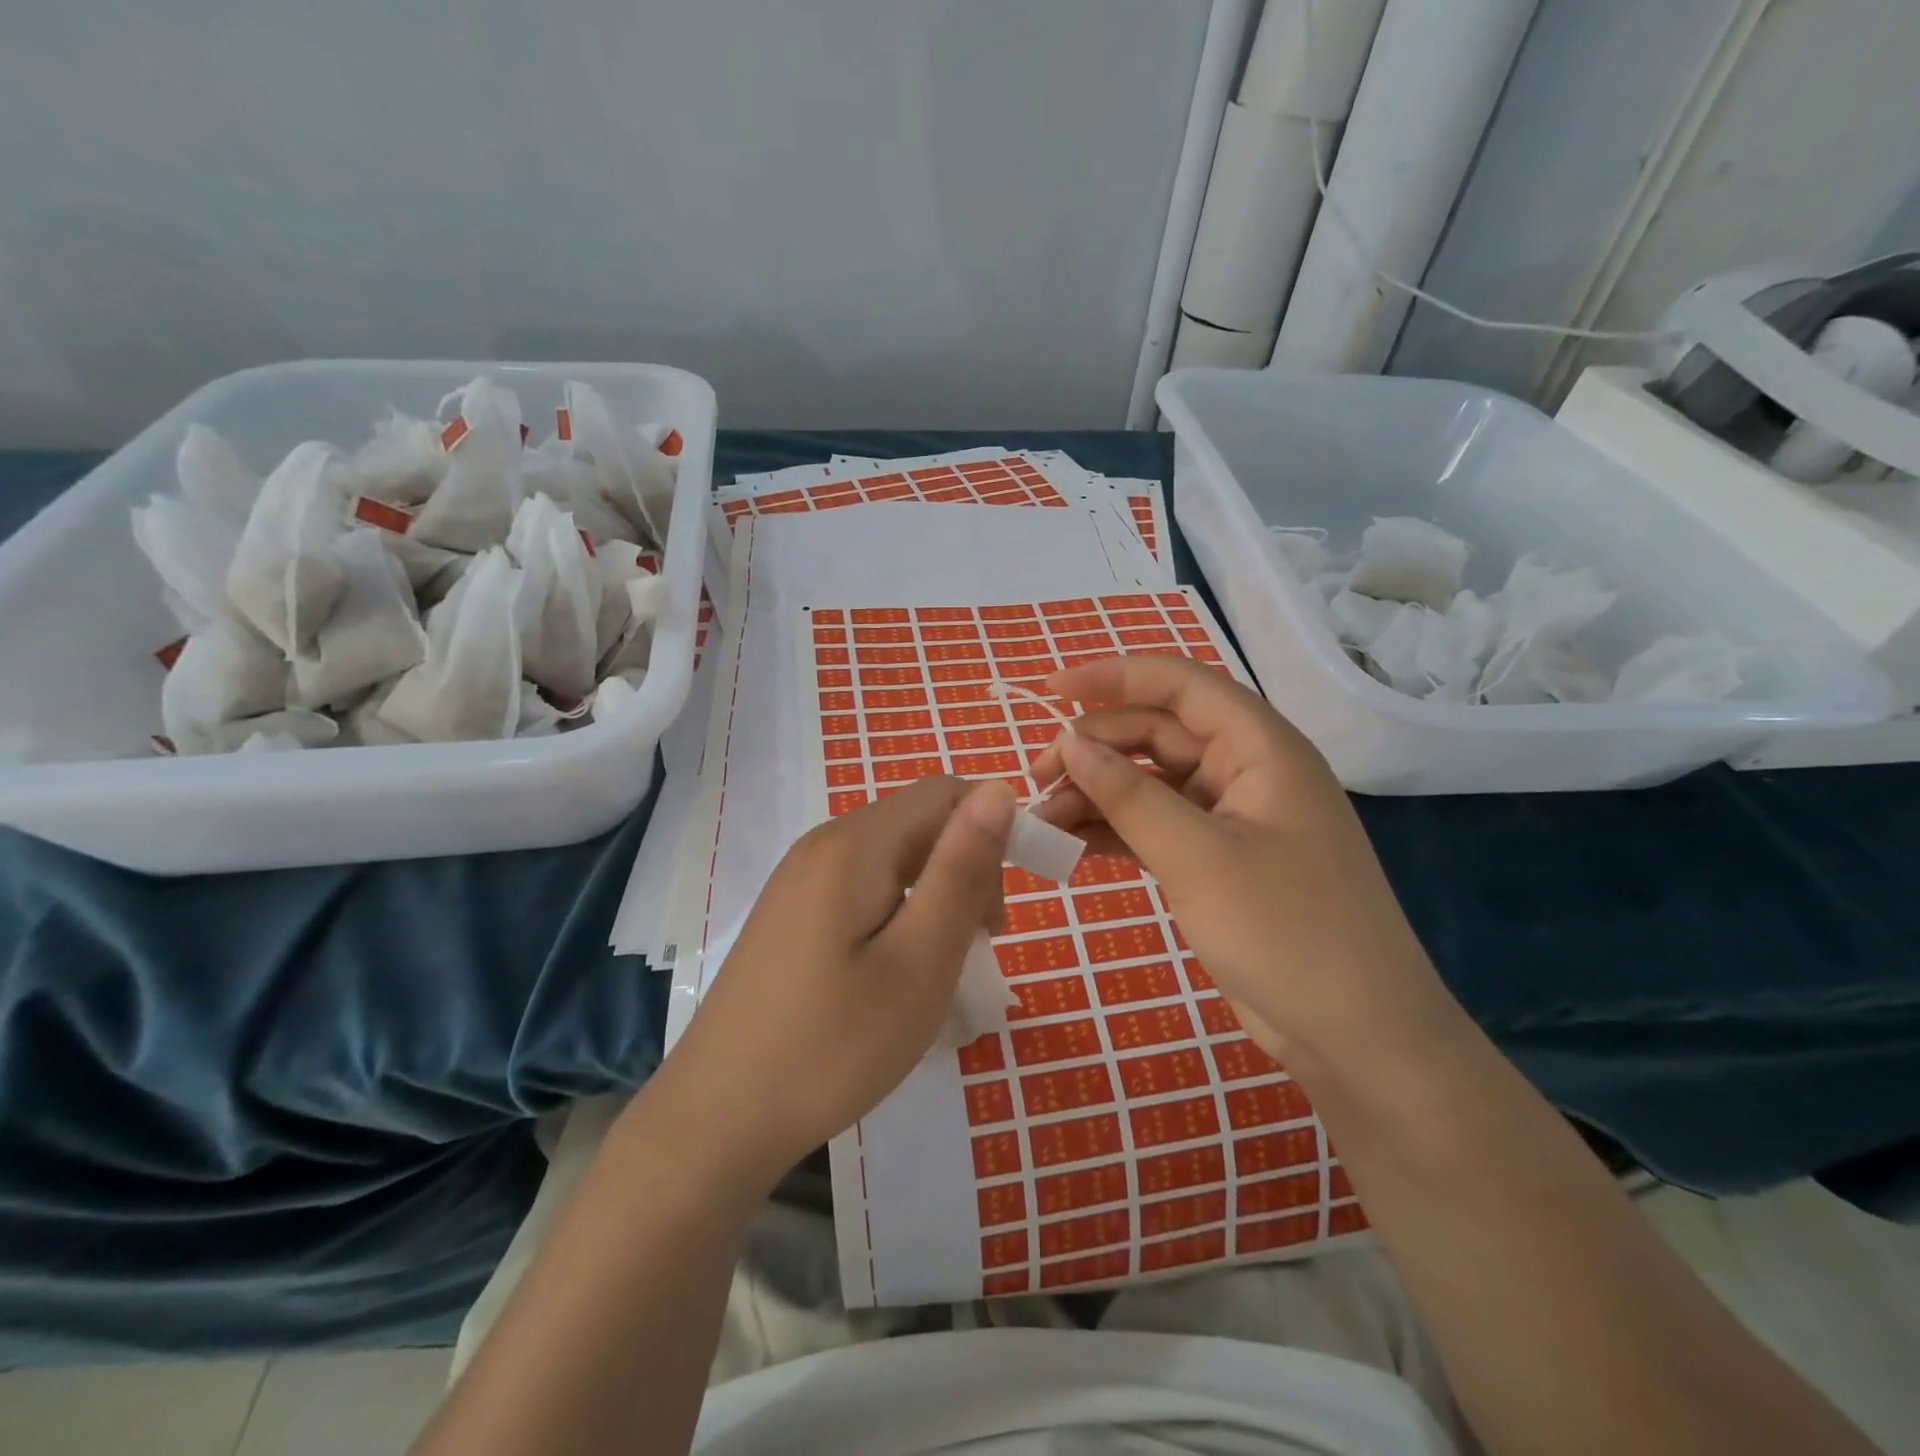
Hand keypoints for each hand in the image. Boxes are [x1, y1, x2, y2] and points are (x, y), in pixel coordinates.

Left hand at [663, 776, 1014, 1181]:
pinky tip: (893, 972)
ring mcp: (799, 879)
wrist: (717, 1119)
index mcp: (855, 844)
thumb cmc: (832, 1045)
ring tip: (940, 966)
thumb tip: (999, 789)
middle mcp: (823, 844)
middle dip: (965, 869)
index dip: (994, 829)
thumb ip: (961, 870)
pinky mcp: (790, 913)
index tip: (1007, 905)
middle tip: (978, 947)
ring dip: (935, 895)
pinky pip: (863, 887)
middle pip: (918, 823)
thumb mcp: (919, 961)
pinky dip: (899, 913)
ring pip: (894, 858)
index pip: (945, 793)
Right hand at [1029, 656, 1453, 1060]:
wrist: (1356, 1035)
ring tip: (1043, 818)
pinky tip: (1072, 842)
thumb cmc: (1286, 931)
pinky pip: (1157, 825)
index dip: (1113, 676)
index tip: (1050, 690)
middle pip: (1157, 733)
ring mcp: (1233, 818)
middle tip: (1036, 777)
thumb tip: (1070, 741)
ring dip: (1097, 792)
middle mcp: (1246, 771)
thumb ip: (1128, 794)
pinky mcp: (1219, 860)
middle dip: (1095, 747)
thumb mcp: (1197, 856)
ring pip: (1151, 782)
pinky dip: (1115, 829)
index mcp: (1260, 748)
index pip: (1180, 685)